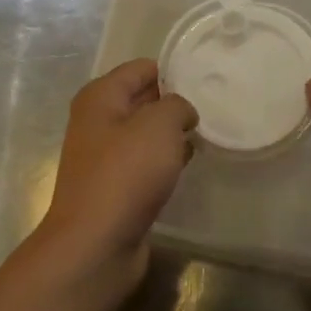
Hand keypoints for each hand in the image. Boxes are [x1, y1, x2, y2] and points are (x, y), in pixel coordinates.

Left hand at [37, 59, 197, 280]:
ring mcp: (104, 158)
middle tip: (213, 106)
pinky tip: (186, 166)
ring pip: (145, 135)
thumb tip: (182, 112)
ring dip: (171, 135)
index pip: (141, 69)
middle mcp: (97, 123)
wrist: (97, 242)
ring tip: (207, 135)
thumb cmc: (125, 174)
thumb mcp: (159, 125)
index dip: (173, 70)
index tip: (207, 79)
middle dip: (174, 103)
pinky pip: (145, 164)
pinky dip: (164, 162)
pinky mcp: (114, 188)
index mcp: (99, 98)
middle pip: (141, 101)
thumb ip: (177, 105)